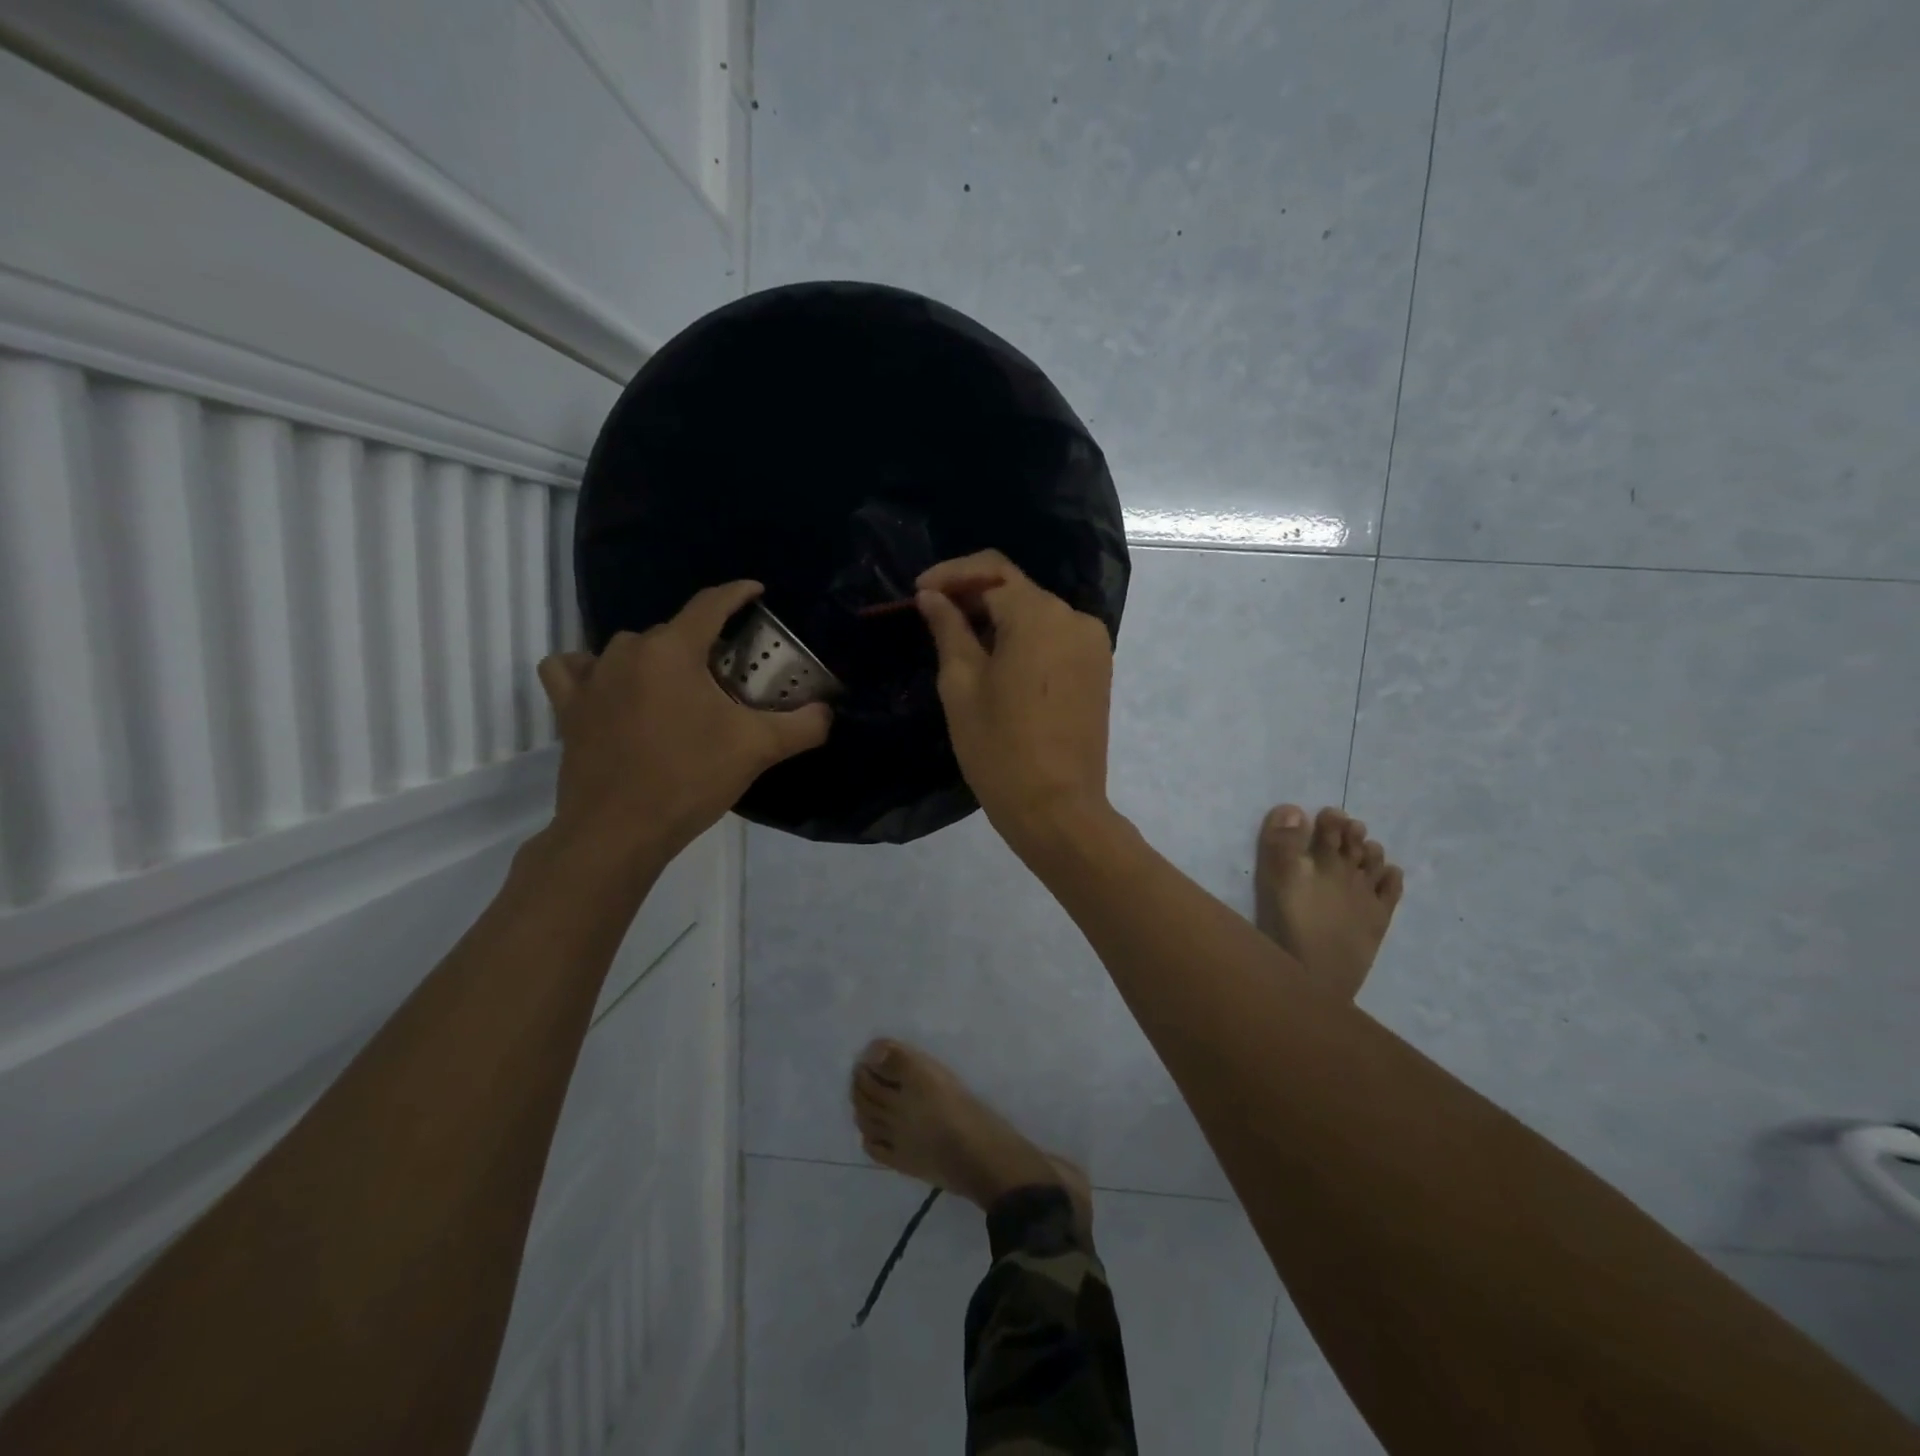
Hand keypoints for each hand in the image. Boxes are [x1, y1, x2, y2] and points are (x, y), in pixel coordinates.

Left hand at [537, 582, 830, 864]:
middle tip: (729, 674)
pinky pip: (574, 669)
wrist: (618, 832)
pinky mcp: (567, 707)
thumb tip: (828, 712)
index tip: (756, 591)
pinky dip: (593, 670)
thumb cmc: (689, 779)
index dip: (737, 593)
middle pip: (674, 631)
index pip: (710, 604)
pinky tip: (611, 688)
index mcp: (673, 650)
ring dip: (657, 659)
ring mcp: (591, 678)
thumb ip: (803, 725)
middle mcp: (628, 651)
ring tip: (677, 689)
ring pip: (631, 648)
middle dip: (704, 644)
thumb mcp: (757, 749)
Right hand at [915, 550, 1114, 852]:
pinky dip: (1024, 638)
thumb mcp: (961, 685)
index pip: (992, 570)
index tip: (918, 592)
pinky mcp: (1098, 669)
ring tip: (960, 642)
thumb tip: (933, 597)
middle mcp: (1074, 618)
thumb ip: (948, 629)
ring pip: (1037, 614)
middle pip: (1017, 589)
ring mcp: (1093, 644)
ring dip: (998, 618)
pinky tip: (997, 661)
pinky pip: (1055, 638)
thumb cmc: (999, 748)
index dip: (951, 575)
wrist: (1057, 808)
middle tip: (933, 617)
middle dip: (973, 595)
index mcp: (1040, 615)